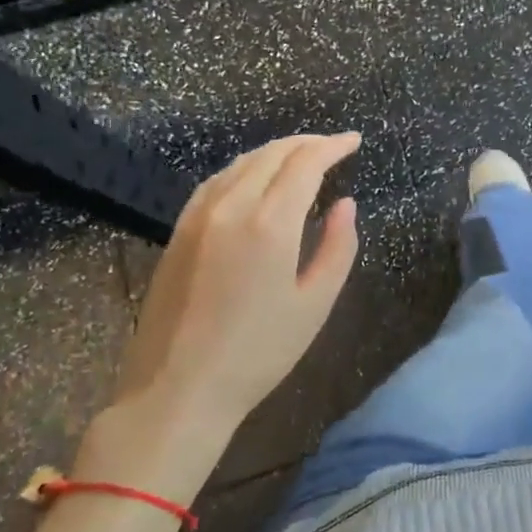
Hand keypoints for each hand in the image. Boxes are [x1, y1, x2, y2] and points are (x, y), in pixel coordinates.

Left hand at [80, 133, 361, 492]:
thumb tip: (345, 205)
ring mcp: (198, 216)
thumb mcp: (314, 304)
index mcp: (269, 224)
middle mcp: (231, 207)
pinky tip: (255, 179)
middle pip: (272, 154)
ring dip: (276, 152)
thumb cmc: (258, 353)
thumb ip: (337, 247)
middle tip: (334, 146)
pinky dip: (245, 168)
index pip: (305, 163)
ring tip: (302, 157)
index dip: (333, 146)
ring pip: (241, 163)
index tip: (354, 141)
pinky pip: (217, 181)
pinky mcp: (179, 231)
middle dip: (307, 143)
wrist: (178, 389)